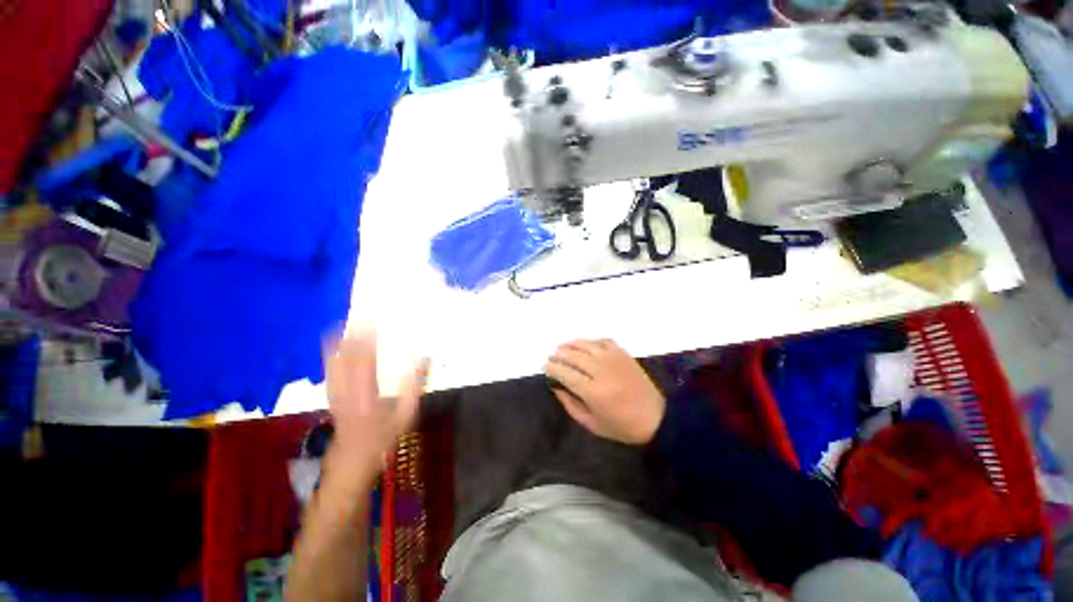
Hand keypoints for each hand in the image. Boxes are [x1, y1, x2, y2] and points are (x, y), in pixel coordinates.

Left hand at [324, 332, 428, 476]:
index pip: (365, 361)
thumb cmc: (383, 436)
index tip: (374, 320)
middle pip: (346, 356)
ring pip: (334, 359)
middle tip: (362, 314)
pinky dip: (332, 350)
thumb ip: (415, 387)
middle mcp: (346, 390)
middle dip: (353, 333)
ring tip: (348, 320)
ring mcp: (335, 391)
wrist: (351, 458)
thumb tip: (425, 359)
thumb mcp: (406, 415)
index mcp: (366, 396)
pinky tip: (335, 340)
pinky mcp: (331, 392)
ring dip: (340, 339)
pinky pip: (330, 367)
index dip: (367, 339)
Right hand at [545, 339, 665, 444]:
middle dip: (558, 355)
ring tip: (562, 348)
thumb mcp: (591, 424)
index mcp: (592, 391)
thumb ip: (570, 405)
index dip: (552, 368)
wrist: (656, 417)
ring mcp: (613, 358)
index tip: (546, 368)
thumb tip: (556, 386)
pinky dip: (590, 341)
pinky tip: (584, 345)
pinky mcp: (622, 353)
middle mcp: (600, 370)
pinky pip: (601, 341)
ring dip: (570, 344)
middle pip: (572, 355)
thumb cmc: (622, 426)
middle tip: (552, 357)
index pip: (565, 372)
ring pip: (585, 345)